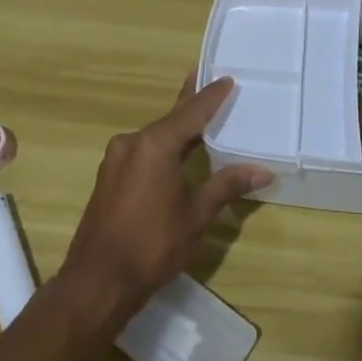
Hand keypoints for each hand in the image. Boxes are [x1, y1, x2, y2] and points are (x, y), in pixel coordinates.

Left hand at [59, 75, 271, 322]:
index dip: (211, 96)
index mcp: (155, 144)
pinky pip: (142, 152)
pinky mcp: (109, 177)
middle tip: (211, 86)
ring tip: (200, 120)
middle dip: (192, 105)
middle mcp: (132, 142)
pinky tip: (175, 154)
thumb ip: (227, 185)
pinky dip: (162, 148)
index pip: (191, 112)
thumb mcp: (197, 214)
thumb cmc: (152, 244)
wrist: (98, 282)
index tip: (227, 78)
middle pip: (171, 119)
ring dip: (177, 129)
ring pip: (155, 136)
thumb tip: (263, 171)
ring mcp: (116, 159)